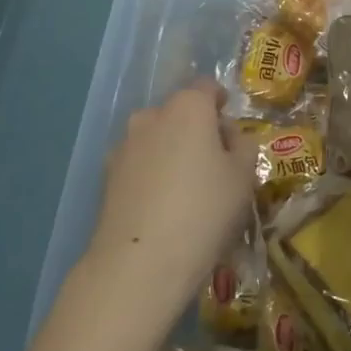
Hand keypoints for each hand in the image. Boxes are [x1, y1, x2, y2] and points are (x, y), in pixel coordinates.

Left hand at [89, 81, 254, 303]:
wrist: (139, 264)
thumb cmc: (203, 210)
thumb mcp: (243, 177)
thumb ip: (244, 146)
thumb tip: (230, 138)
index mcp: (188, 107)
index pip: (207, 87)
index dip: (222, 103)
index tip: (232, 130)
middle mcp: (152, 116)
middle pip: (180, 113)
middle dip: (197, 130)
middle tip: (215, 166)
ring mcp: (124, 145)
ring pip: (157, 138)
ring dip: (172, 152)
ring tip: (187, 191)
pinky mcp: (107, 176)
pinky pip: (139, 164)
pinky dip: (152, 175)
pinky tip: (162, 207)